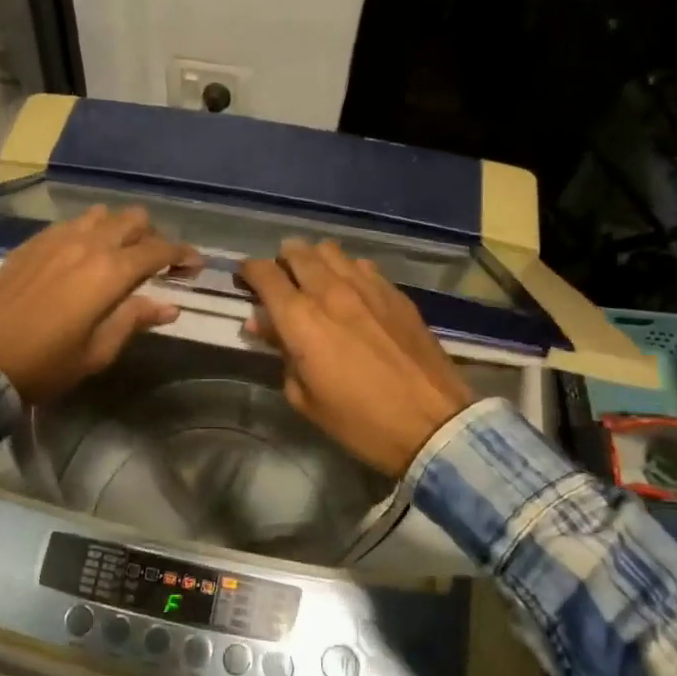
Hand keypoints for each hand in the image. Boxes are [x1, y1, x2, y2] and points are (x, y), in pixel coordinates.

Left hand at [0, 206, 197, 402]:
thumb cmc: (45, 365)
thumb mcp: (97, 352)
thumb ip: (134, 320)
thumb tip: (169, 306)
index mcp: (110, 272)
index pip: (159, 250)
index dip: (183, 254)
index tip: (194, 265)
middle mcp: (86, 244)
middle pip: (133, 219)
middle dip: (152, 236)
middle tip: (156, 263)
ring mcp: (55, 239)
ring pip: (100, 215)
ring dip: (118, 229)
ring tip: (118, 255)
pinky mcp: (31, 244)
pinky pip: (69, 224)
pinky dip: (87, 232)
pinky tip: (81, 257)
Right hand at [239, 240, 475, 476]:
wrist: (433, 424)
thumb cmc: (359, 421)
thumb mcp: (305, 398)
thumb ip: (281, 354)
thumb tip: (263, 324)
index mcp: (301, 319)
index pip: (264, 274)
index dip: (248, 271)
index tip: (243, 279)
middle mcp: (331, 291)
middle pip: (297, 252)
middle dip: (281, 261)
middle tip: (279, 281)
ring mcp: (368, 287)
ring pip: (330, 251)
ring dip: (314, 260)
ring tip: (314, 280)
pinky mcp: (396, 293)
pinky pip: (362, 266)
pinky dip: (346, 271)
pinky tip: (351, 292)